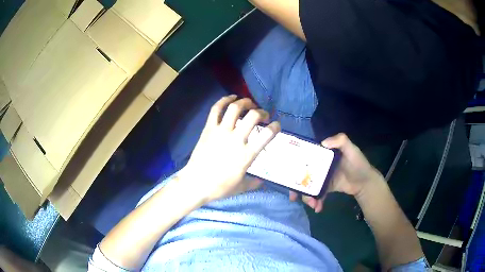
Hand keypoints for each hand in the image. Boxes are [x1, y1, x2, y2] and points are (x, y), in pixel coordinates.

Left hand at [177, 95, 280, 202]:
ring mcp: (221, 132)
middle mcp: (235, 139)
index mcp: (246, 155)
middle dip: (262, 112)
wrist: (195, 183)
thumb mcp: (240, 187)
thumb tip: (262, 182)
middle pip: (253, 116)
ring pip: (235, 108)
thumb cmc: (219, 187)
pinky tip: (231, 97)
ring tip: (249, 103)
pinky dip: (224, 100)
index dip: (276, 127)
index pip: (267, 135)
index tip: (277, 125)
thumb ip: (253, 183)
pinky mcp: (208, 128)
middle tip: (263, 115)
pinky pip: (216, 109)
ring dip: (245, 102)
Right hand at [289, 133, 382, 211]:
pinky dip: (316, 202)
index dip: (295, 165)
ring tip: (312, 205)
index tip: (288, 174)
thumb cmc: (358, 163)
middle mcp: (320, 165)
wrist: (365, 182)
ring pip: (309, 187)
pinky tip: (318, 208)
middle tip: (294, 197)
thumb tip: (322, 143)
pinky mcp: (326, 188)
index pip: (306, 158)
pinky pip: (317, 195)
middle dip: (297, 187)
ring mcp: (322, 178)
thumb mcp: (351, 149)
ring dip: (307, 197)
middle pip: (303, 175)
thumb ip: (340, 140)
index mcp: (323, 155)